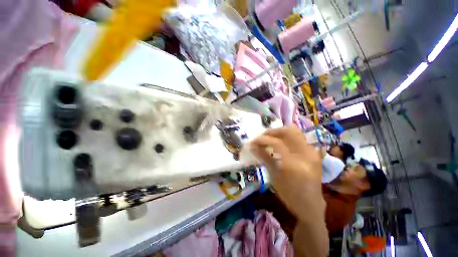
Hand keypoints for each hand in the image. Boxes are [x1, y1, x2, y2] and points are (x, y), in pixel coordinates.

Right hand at [250, 126, 324, 222]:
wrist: (311, 205)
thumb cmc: (289, 196)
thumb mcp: (274, 177)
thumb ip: (264, 157)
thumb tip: (252, 146)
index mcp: (294, 165)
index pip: (276, 143)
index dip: (262, 140)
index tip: (253, 141)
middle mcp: (306, 155)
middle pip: (288, 132)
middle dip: (272, 132)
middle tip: (262, 137)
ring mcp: (312, 152)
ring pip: (294, 132)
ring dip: (279, 133)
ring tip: (269, 138)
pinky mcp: (313, 153)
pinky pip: (298, 138)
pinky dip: (286, 137)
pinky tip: (279, 143)